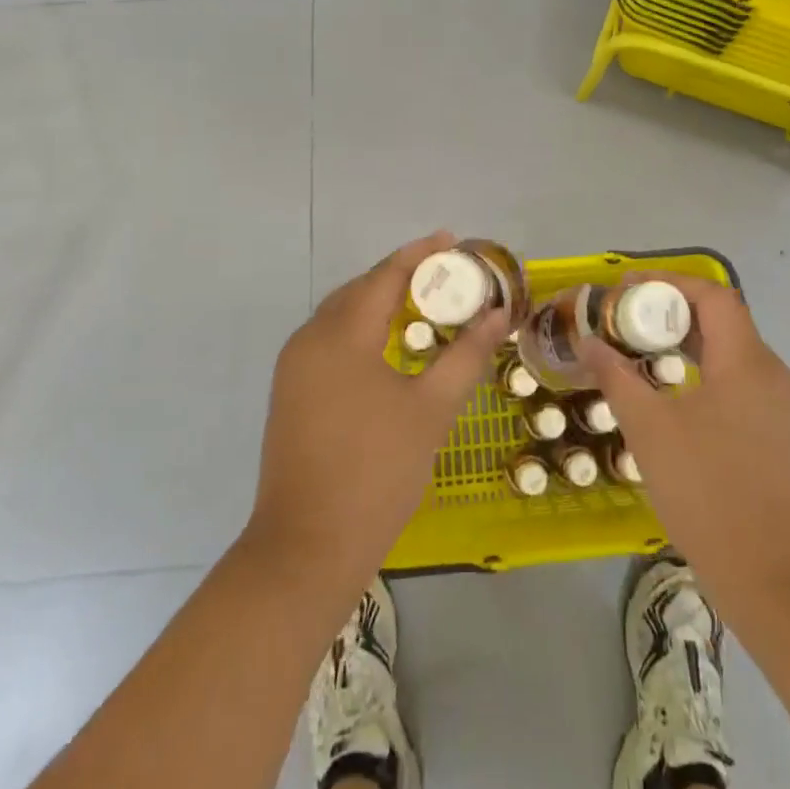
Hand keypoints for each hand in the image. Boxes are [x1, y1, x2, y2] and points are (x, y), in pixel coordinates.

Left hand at [242, 231, 507, 596]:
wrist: (307, 548)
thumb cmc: (377, 472)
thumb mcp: (431, 410)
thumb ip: (466, 355)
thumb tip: (498, 314)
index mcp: (340, 335)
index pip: (385, 276)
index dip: (420, 254)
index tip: (452, 240)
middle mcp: (309, 339)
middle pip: (359, 290)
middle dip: (401, 275)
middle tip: (445, 274)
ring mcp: (294, 368)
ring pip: (341, 316)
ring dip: (380, 302)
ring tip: (423, 302)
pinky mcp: (291, 393)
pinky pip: (330, 342)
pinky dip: (362, 330)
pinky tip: (389, 345)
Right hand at [575, 276, 789, 624]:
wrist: (773, 579)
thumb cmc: (708, 493)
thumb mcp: (649, 430)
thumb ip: (616, 377)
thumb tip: (588, 341)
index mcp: (747, 361)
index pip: (712, 295)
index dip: (668, 282)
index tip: (625, 288)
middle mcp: (770, 373)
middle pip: (721, 318)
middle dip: (671, 309)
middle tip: (624, 317)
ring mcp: (778, 405)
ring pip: (729, 350)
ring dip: (685, 340)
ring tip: (638, 347)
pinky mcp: (776, 432)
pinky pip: (736, 379)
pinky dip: (701, 368)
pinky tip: (669, 390)